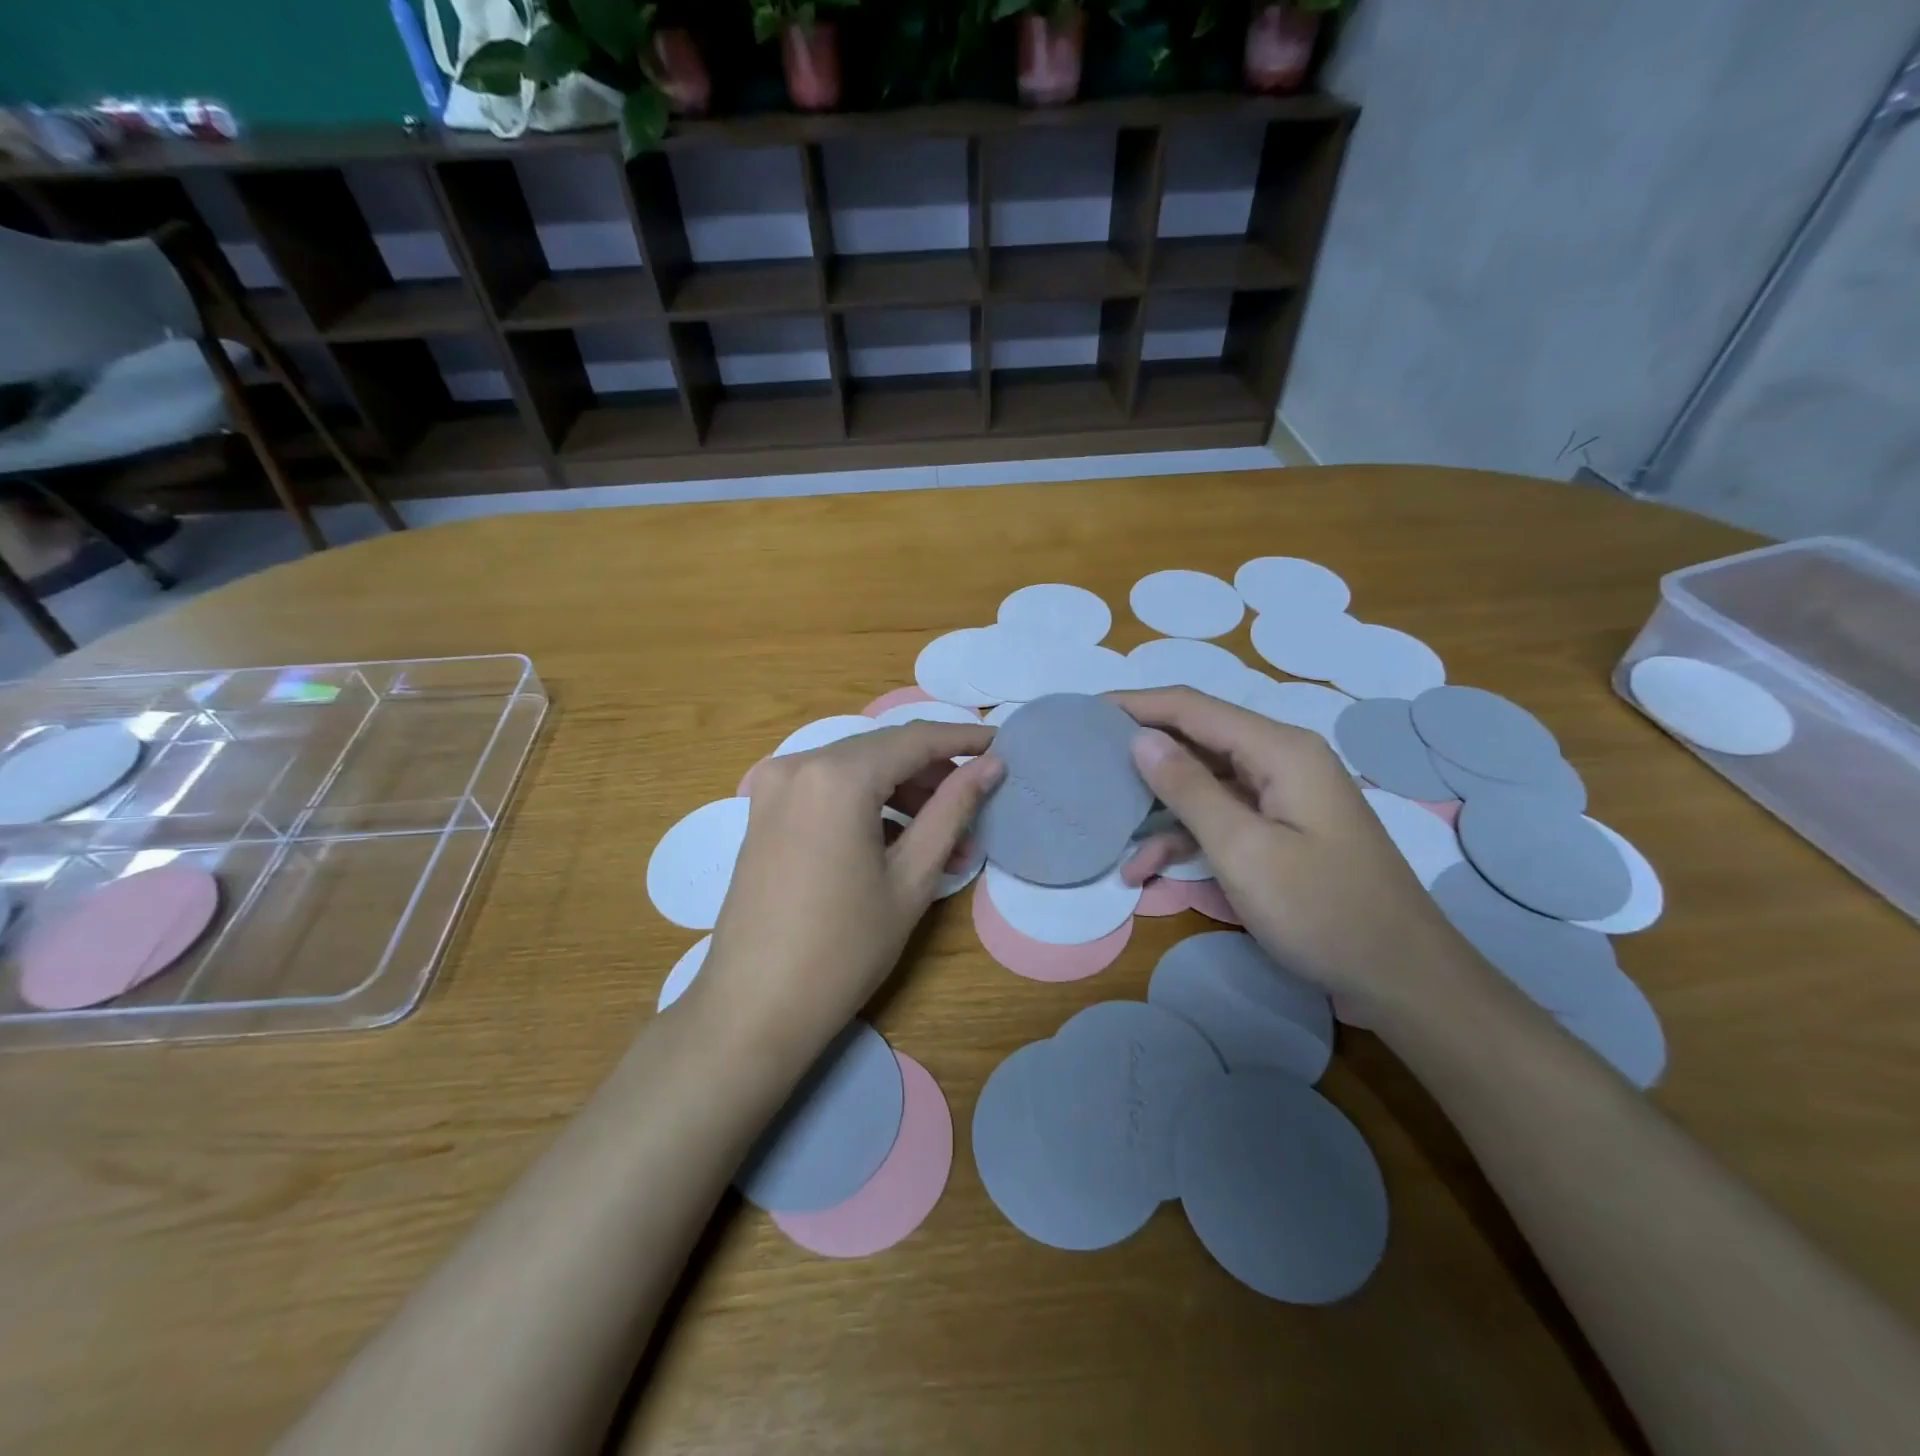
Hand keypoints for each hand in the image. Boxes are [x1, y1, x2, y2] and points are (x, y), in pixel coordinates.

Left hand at [691, 723, 1002, 1060]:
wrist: (753, 1008)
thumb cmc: (843, 949)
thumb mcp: (911, 878)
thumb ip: (952, 810)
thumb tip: (991, 765)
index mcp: (837, 776)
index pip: (915, 739)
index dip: (963, 740)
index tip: (1001, 745)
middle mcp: (798, 765)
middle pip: (883, 751)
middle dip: (934, 774)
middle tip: (977, 806)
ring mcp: (774, 787)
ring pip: (856, 770)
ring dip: (903, 795)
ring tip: (946, 842)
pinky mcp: (764, 812)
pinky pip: (828, 791)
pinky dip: (867, 806)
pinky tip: (898, 845)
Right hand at [1110, 688, 1490, 1019]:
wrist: (1402, 979)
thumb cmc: (1322, 911)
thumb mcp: (1244, 851)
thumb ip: (1188, 789)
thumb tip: (1140, 738)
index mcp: (1280, 750)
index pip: (1192, 708)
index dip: (1136, 705)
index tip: (1085, 712)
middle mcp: (1282, 761)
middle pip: (1197, 740)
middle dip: (1142, 753)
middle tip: (1086, 765)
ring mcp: (1283, 797)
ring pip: (1204, 783)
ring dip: (1158, 807)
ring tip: (1106, 827)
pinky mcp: (1282, 830)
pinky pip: (1223, 817)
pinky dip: (1185, 836)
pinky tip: (1146, 869)